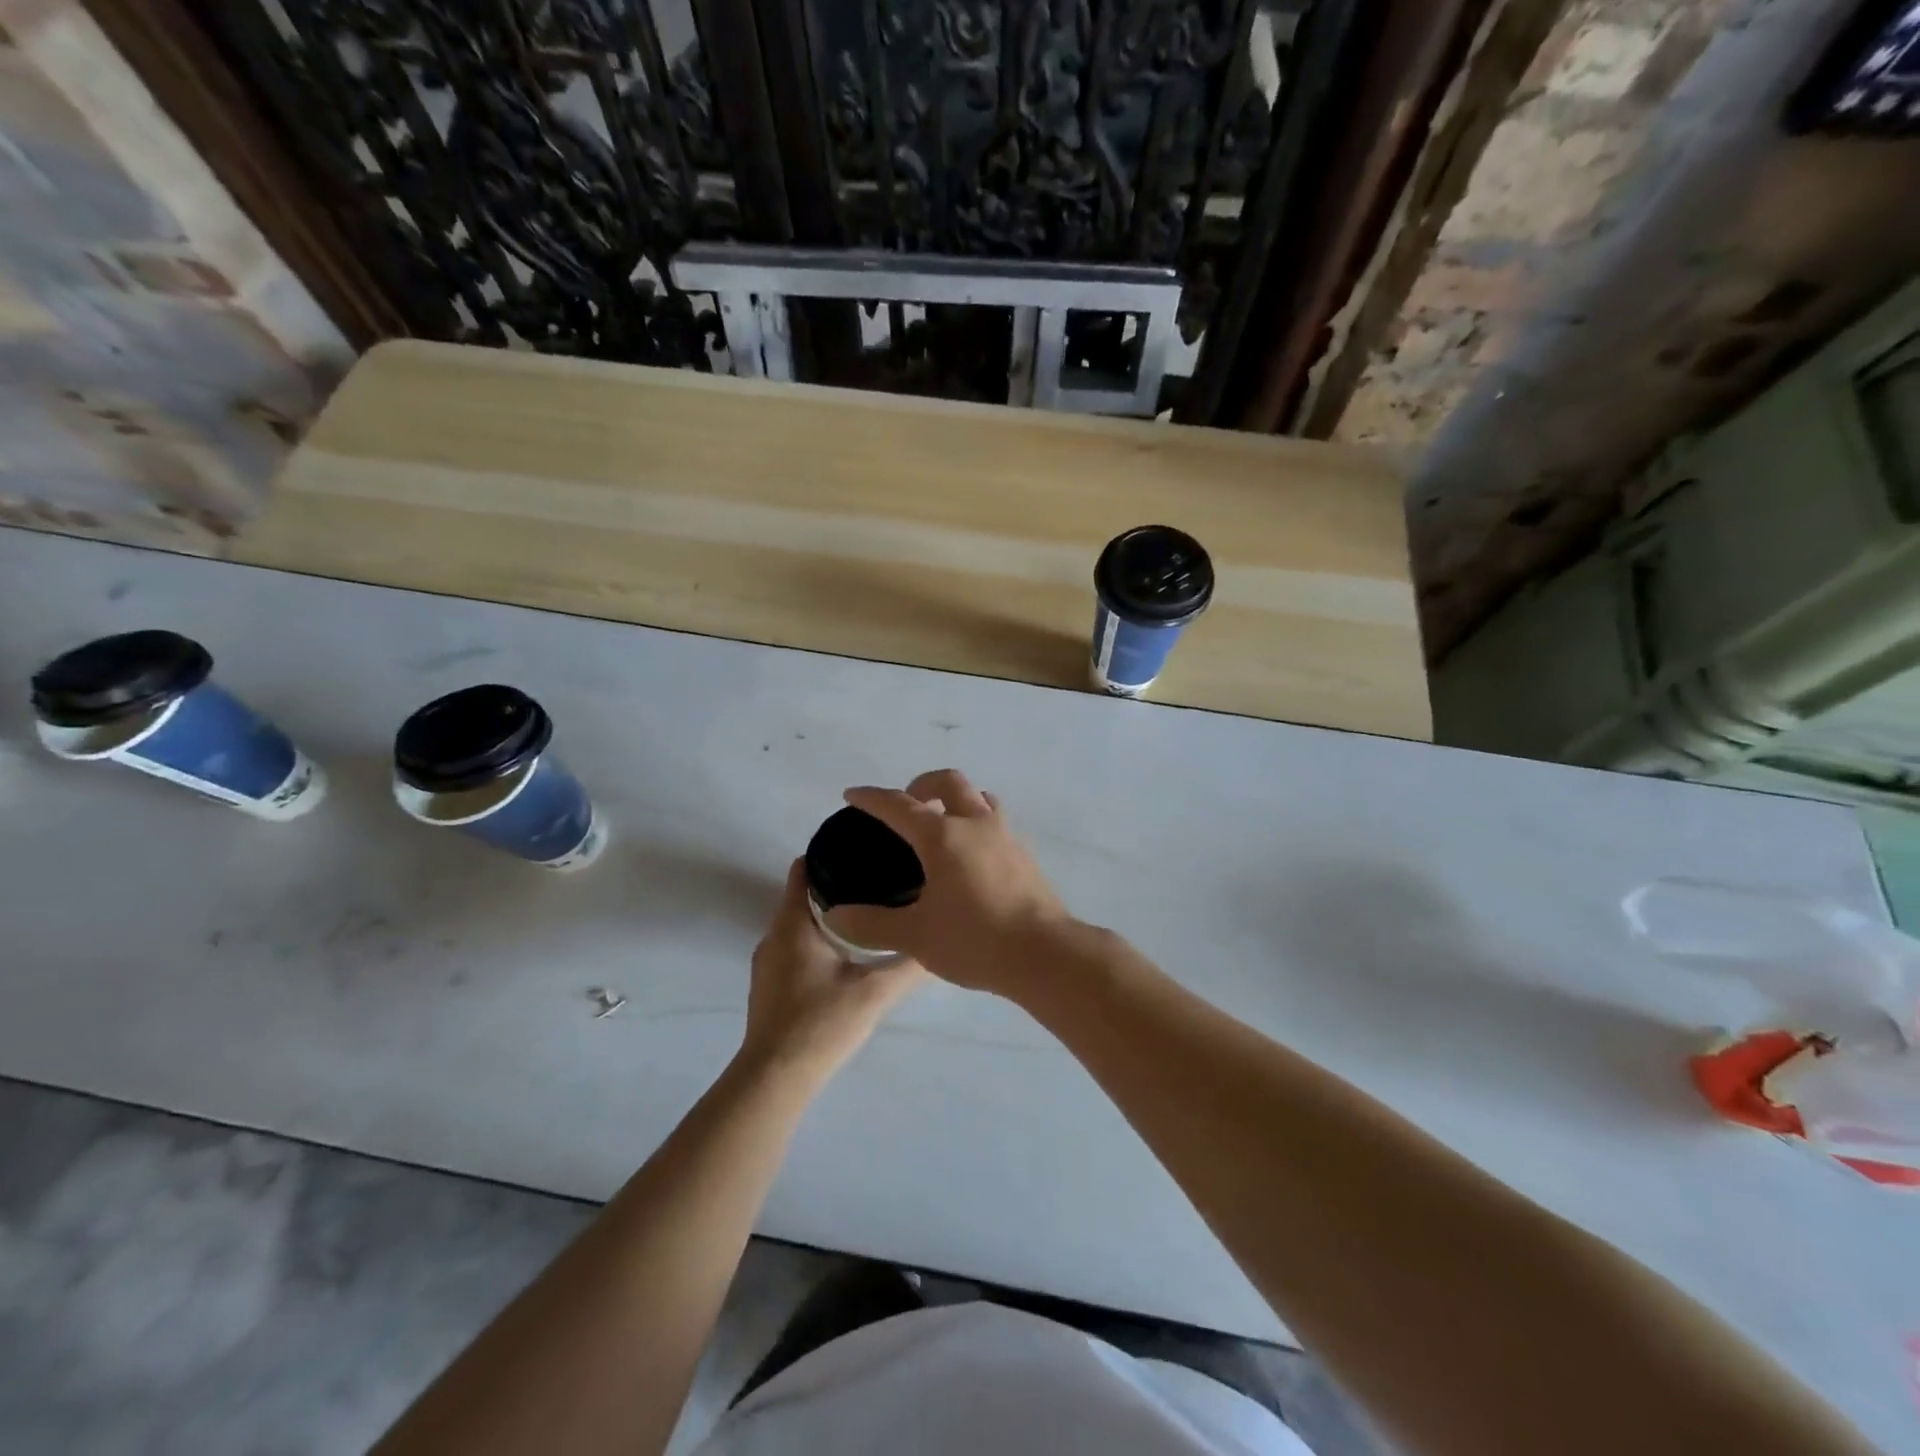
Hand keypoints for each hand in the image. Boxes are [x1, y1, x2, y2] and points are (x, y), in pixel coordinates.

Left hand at [738, 859, 926, 1085]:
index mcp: (793, 925)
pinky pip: (793, 949)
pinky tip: (845, 956)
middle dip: (836, 886)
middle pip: (802, 897)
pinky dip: (816, 942)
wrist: (774, 1079)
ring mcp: (767, 964)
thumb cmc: (821, 1023)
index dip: (827, 855)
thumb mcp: (874, 992)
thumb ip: (908, 966)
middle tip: (876, 881)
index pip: (802, 871)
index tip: (859, 848)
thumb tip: (937, 944)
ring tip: (868, 914)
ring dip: (828, 917)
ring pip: (798, 926)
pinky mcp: (769, 988)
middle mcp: (773, 937)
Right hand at [836, 769, 1073, 994]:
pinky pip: (997, 823)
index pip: (900, 805)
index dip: (872, 798)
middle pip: (949, 782)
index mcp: (943, 836)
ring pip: (981, 798)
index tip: (853, 795)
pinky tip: (971, 857)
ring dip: (958, 800)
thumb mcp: (915, 936)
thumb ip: (872, 923)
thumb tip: (835, 915)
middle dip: (923, 784)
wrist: (1044, 954)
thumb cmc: (974, 939)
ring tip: (943, 824)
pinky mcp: (1025, 855)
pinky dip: (978, 824)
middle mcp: (976, 824)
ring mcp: (1006, 836)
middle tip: (908, 804)